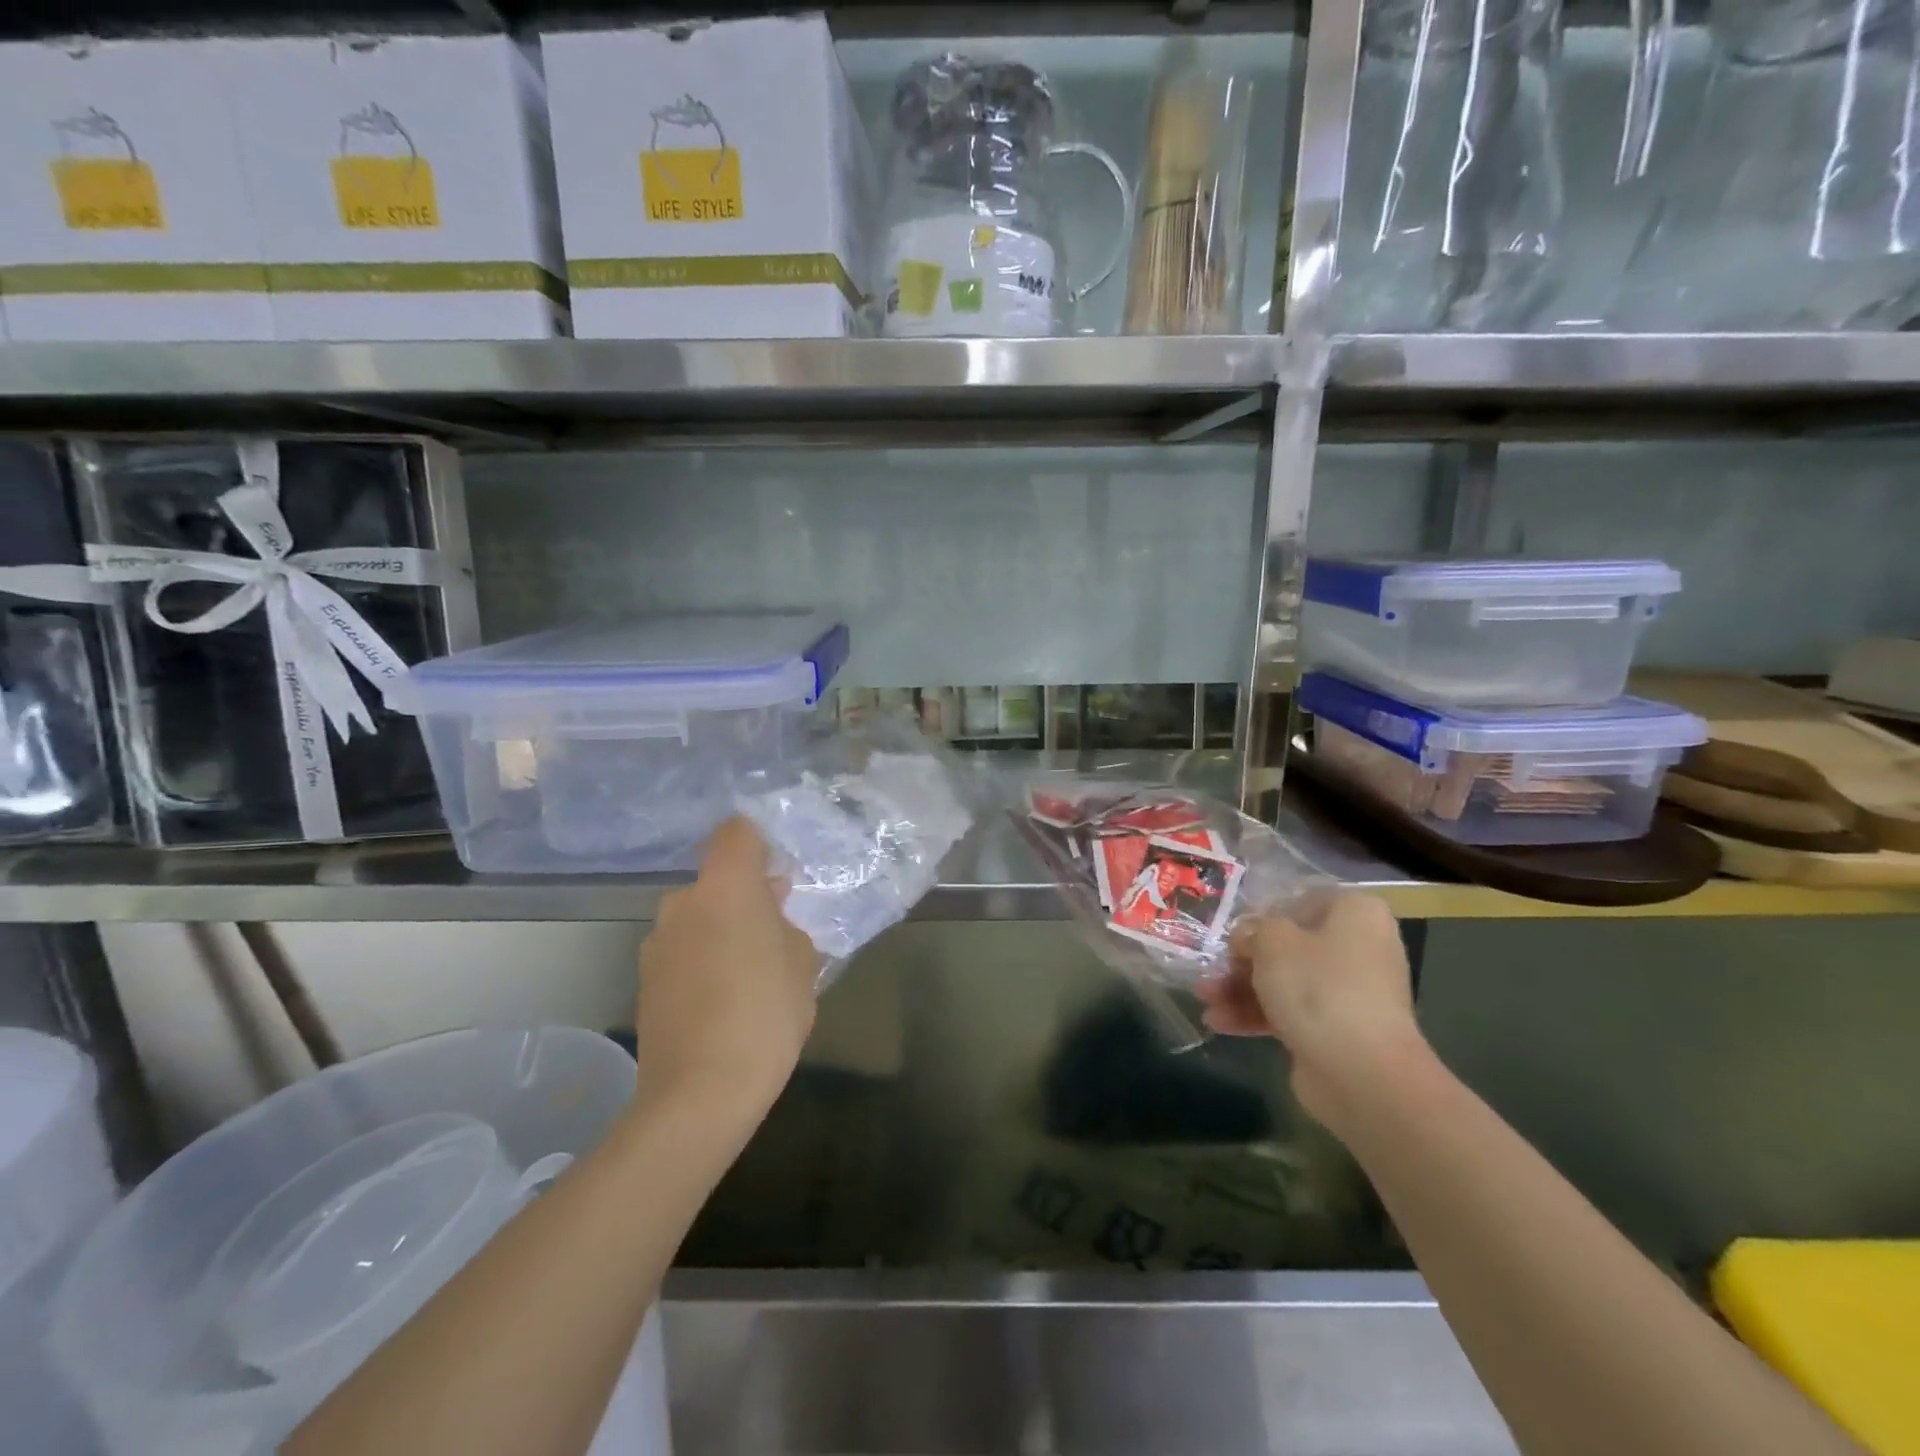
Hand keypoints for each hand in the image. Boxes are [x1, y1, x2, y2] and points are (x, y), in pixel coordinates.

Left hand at [633, 817, 819, 1121]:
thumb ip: (786, 925)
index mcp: (726, 887)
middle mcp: (683, 902)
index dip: (759, 843)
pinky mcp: (644, 978)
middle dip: (745, 895)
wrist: (698, 1094)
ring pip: (698, 916)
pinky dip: (702, 958)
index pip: (736, 832)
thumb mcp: (803, 963)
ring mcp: (657, 942)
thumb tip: (770, 913)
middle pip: (717, 879)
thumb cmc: (765, 1014)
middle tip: (775, 929)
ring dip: (722, 928)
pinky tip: (722, 998)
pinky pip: (683, 949)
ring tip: (749, 972)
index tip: (781, 871)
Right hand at [1195, 891, 1422, 1128]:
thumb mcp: (1272, 941)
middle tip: (1211, 968)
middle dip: (1243, 959)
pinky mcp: (1336, 1030)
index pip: (1302, 900)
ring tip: (1203, 998)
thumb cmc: (1319, 988)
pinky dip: (1255, 1014)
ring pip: (1285, 981)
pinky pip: (1290, 1012)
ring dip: (1240, 989)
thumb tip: (1247, 937)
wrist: (1362, 1074)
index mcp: (1355, 914)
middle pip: (1289, 945)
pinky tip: (1218, 1022)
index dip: (1264, 913)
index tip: (1234, 930)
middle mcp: (1358, 948)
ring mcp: (1348, 993)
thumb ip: (1252, 930)